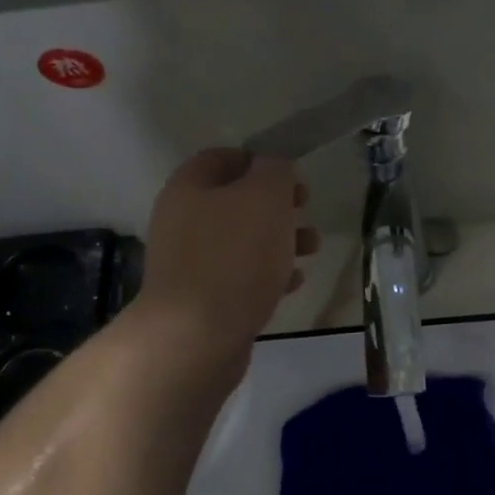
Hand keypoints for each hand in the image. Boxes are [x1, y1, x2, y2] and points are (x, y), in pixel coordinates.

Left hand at [137, 149, 318, 355]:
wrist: (197, 336)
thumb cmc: (234, 256)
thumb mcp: (265, 197)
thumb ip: (275, 171)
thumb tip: (274, 167)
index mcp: (188, 189)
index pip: (220, 158)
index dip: (256, 159)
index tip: (289, 173)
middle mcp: (182, 223)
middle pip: (233, 202)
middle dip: (275, 204)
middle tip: (305, 207)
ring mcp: (190, 265)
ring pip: (241, 242)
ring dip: (278, 240)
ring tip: (312, 248)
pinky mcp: (203, 302)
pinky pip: (240, 279)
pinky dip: (268, 275)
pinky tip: (294, 282)